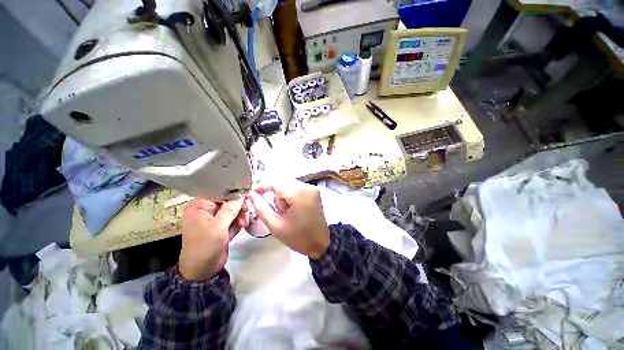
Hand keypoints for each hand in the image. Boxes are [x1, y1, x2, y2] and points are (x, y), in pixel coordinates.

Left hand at [178, 198, 246, 280]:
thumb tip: (242, 193)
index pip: (218, 191)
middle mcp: (207, 209)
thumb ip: (230, 209)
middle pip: (228, 199)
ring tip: (244, 222)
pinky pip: (234, 217)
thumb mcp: (218, 227)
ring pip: (233, 208)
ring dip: (241, 214)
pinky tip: (243, 225)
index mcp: (200, 206)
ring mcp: (215, 217)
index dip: (233, 191)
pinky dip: (240, 221)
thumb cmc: (205, 247)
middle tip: (247, 210)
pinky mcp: (222, 225)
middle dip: (238, 205)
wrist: (203, 271)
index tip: (246, 193)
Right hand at [248, 181, 329, 259]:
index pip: (276, 184)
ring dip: (283, 197)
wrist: (320, 243)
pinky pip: (296, 188)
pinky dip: (290, 196)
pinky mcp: (314, 191)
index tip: (253, 193)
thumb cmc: (298, 237)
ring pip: (289, 185)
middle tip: (279, 213)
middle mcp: (307, 186)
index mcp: (300, 194)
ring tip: (287, 213)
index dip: (263, 187)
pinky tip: (293, 208)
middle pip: (283, 184)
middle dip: (276, 196)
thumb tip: (251, 195)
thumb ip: (262, 208)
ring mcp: (312, 188)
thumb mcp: (276, 226)